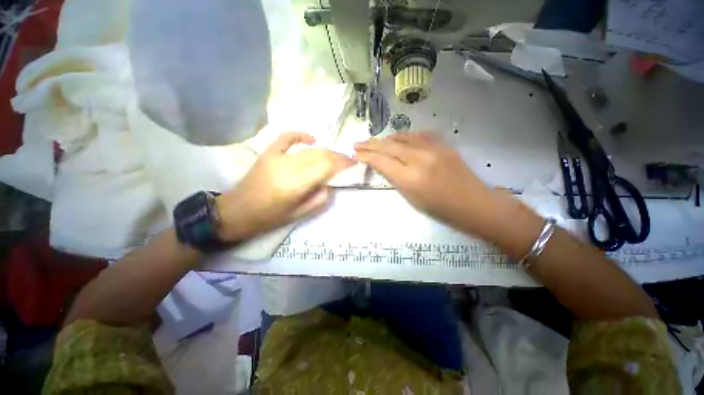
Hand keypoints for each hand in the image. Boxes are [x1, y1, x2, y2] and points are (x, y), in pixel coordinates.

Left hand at [216, 132, 354, 241]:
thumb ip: (320, 199)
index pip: (326, 166)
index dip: (342, 162)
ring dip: (325, 151)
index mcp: (296, 184)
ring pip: (309, 149)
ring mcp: (276, 156)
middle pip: (320, 155)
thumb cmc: (269, 217)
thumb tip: (330, 184)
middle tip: (347, 161)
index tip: (353, 163)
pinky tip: (312, 139)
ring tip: (334, 157)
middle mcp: (288, 166)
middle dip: (337, 156)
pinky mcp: (268, 153)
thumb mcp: (300, 215)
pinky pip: (286, 137)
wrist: (236, 211)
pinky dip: (301, 136)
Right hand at [354, 132, 495, 232]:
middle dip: (370, 144)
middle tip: (357, 144)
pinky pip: (417, 136)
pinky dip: (403, 136)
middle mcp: (419, 158)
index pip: (381, 161)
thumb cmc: (440, 209)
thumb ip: (396, 179)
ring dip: (385, 139)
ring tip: (373, 141)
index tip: (356, 154)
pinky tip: (396, 138)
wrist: (473, 203)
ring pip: (402, 137)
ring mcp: (432, 148)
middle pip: (388, 146)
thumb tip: (384, 166)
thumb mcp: (411, 199)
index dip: (366, 157)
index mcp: (410, 177)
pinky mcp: (442, 144)